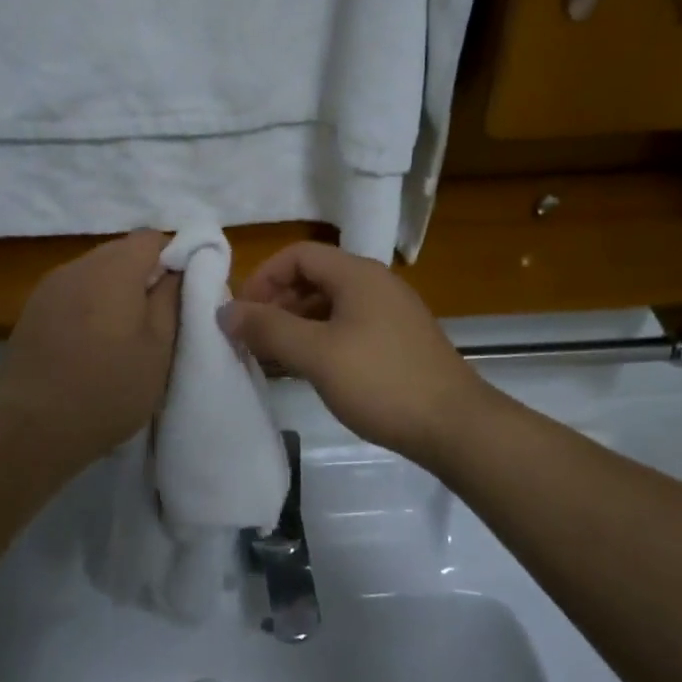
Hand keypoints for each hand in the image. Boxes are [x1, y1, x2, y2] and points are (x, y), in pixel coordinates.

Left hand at [0, 230, 180, 466]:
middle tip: (158, 316)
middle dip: (144, 274)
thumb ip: (171, 299)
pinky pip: (73, 291)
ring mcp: (50, 287)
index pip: (152, 238)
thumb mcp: (158, 349)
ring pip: (96, 271)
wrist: (29, 430)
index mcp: (114, 269)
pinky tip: (92, 343)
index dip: (174, 256)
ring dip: (116, 291)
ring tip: (124, 334)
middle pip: (121, 251)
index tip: (182, 292)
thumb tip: (178, 269)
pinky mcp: (32, 310)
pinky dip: (90, 305)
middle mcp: (78, 266)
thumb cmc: (106, 390)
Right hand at [219, 241, 486, 462]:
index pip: (298, 255)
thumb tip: (226, 311)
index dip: (263, 277)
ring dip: (296, 324)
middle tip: (252, 338)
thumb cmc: (381, 382)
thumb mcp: (317, 354)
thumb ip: (268, 329)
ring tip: (272, 357)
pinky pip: (347, 326)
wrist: (456, 426)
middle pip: (314, 277)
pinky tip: (308, 370)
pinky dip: (320, 339)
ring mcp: (390, 313)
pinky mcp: (398, 341)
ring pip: (330, 305)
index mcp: (357, 274)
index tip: (242, 313)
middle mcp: (375, 284)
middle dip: (277, 302)